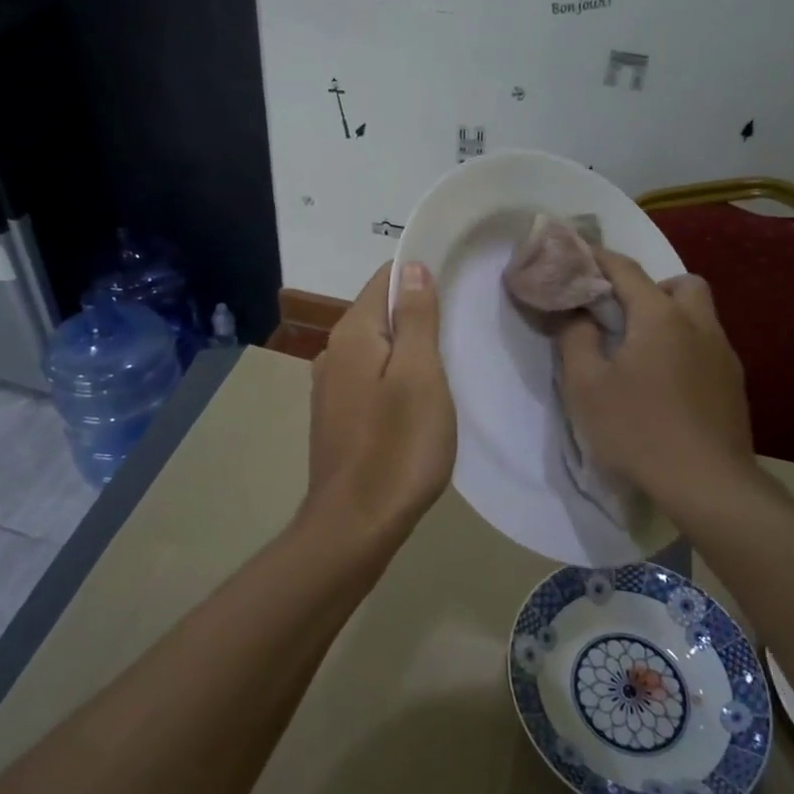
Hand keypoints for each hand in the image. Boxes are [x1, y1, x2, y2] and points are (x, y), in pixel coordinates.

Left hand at [302, 261, 456, 549]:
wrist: (355, 526)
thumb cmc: (398, 446)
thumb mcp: (419, 374)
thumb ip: (415, 318)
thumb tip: (411, 267)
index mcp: (352, 333)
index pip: (386, 279)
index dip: (421, 276)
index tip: (457, 289)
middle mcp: (333, 352)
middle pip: (380, 312)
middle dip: (418, 314)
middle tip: (462, 331)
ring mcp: (331, 387)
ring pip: (377, 348)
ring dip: (409, 349)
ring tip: (448, 365)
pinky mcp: (337, 416)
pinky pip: (370, 378)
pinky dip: (395, 377)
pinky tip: (418, 400)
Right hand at [557, 249, 754, 495]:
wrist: (706, 484)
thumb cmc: (638, 430)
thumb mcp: (585, 386)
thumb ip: (575, 339)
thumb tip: (577, 314)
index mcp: (659, 317)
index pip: (626, 270)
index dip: (599, 258)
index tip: (578, 256)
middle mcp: (698, 324)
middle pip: (681, 284)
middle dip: (651, 287)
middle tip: (625, 316)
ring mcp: (723, 354)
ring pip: (701, 314)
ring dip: (673, 317)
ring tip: (644, 352)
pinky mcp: (734, 384)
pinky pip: (709, 346)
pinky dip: (686, 347)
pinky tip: (669, 383)